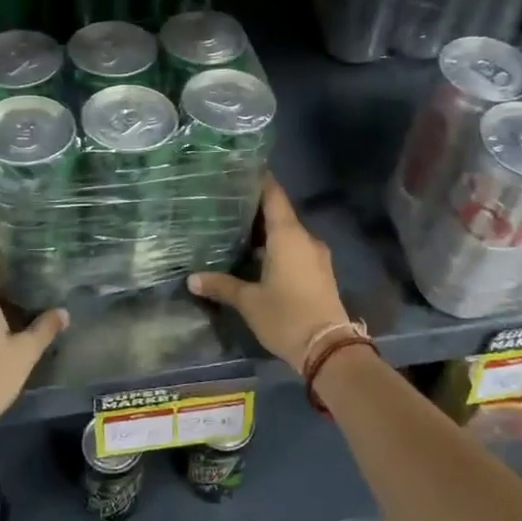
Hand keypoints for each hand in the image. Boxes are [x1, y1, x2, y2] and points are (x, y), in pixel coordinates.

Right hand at [189, 176, 349, 371]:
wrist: (329, 350)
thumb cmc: (286, 316)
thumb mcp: (249, 302)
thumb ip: (221, 286)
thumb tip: (192, 279)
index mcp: (288, 235)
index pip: (274, 195)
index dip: (259, 181)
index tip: (240, 171)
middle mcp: (305, 239)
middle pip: (280, 214)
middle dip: (256, 210)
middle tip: (227, 205)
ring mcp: (316, 256)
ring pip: (288, 234)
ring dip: (267, 232)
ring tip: (237, 231)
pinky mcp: (320, 273)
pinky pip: (296, 250)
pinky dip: (277, 247)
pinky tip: (258, 257)